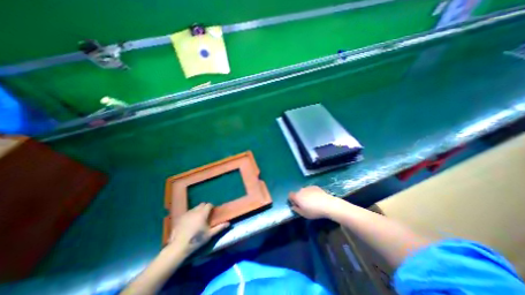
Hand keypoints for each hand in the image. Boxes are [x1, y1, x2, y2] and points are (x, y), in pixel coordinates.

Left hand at [165, 203, 227, 253]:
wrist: (178, 247)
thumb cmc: (196, 240)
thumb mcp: (209, 234)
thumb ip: (219, 227)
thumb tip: (228, 223)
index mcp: (203, 213)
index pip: (209, 204)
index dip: (211, 207)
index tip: (212, 212)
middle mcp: (195, 210)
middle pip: (202, 204)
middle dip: (205, 207)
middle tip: (206, 215)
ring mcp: (186, 213)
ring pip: (194, 208)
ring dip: (198, 211)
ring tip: (198, 219)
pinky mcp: (180, 217)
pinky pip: (188, 212)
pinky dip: (191, 215)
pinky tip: (190, 223)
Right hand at [289, 187, 337, 218]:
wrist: (327, 204)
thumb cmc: (314, 211)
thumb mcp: (304, 214)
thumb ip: (296, 210)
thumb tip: (293, 207)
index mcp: (297, 196)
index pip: (290, 195)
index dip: (292, 199)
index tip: (296, 204)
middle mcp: (301, 190)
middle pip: (298, 193)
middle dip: (300, 198)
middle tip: (306, 205)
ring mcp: (308, 187)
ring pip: (304, 191)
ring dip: (306, 195)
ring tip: (313, 202)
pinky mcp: (315, 186)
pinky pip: (310, 190)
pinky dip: (312, 193)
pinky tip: (317, 198)